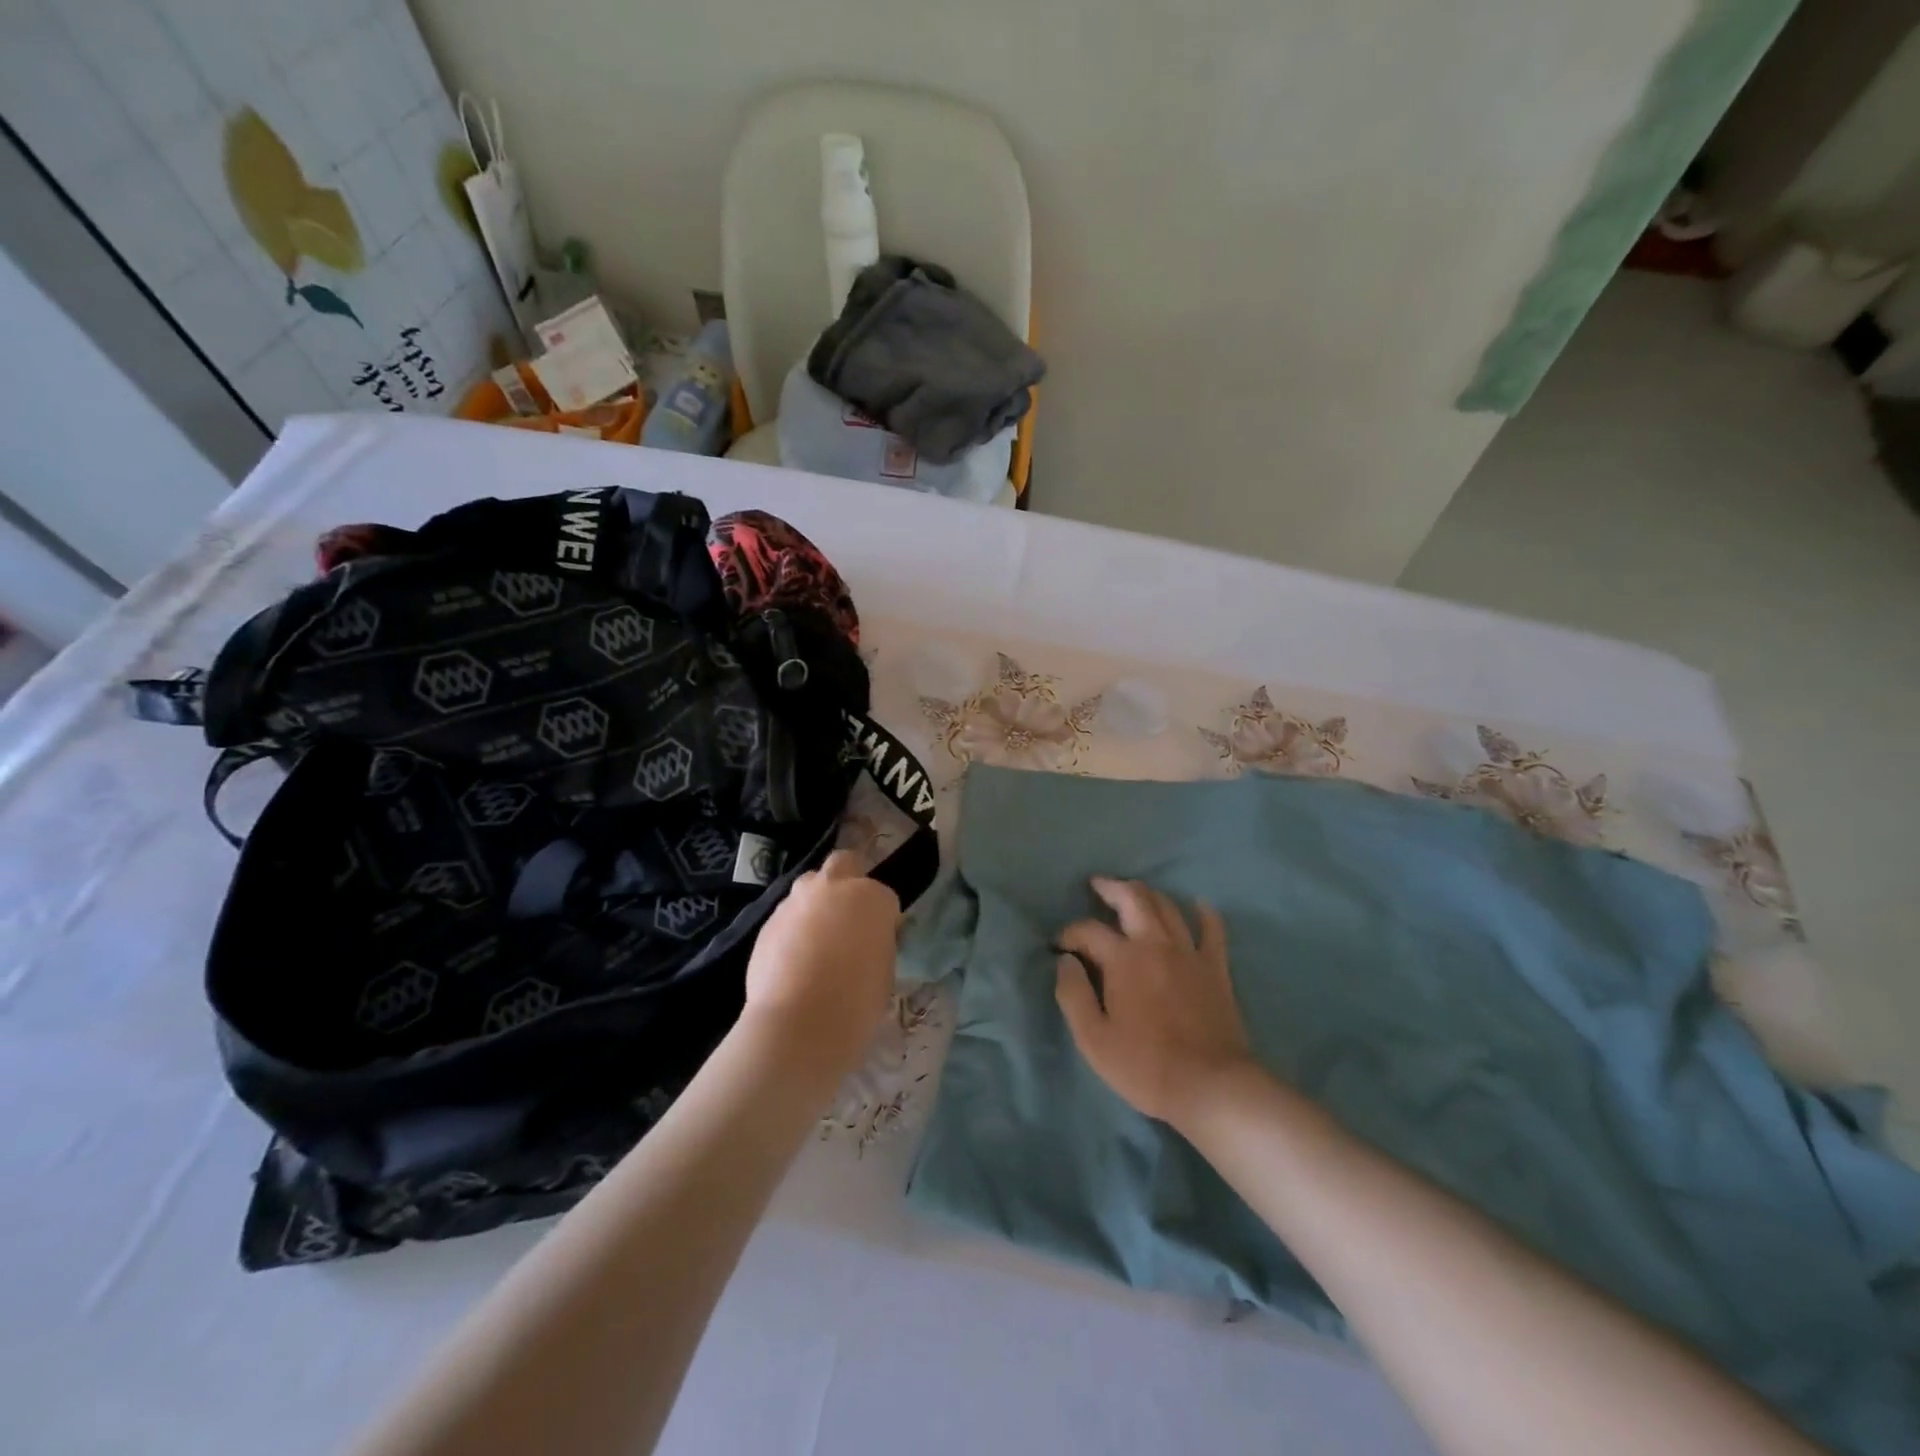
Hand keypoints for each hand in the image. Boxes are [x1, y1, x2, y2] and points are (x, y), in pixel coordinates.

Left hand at [743, 850, 900, 1080]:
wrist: (799, 1022)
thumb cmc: (856, 1000)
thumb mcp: (885, 970)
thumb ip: (876, 943)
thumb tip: (866, 942)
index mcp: (872, 897)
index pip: (884, 896)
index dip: (883, 917)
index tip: (880, 938)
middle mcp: (833, 887)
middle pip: (844, 863)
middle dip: (848, 880)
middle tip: (849, 914)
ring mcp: (796, 901)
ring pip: (809, 886)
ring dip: (816, 903)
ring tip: (817, 940)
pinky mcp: (769, 921)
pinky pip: (787, 916)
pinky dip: (793, 928)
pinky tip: (793, 959)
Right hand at [1055, 878, 1252, 1127]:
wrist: (1211, 1086)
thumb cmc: (1145, 1066)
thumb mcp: (1093, 1039)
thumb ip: (1073, 994)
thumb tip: (1064, 961)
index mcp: (1123, 959)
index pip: (1088, 930)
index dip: (1069, 933)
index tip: (1059, 946)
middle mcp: (1156, 944)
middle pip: (1133, 899)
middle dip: (1111, 887)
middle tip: (1097, 885)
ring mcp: (1190, 953)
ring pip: (1168, 907)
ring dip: (1147, 894)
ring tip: (1133, 893)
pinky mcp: (1216, 969)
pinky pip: (1213, 931)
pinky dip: (1205, 914)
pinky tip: (1199, 905)